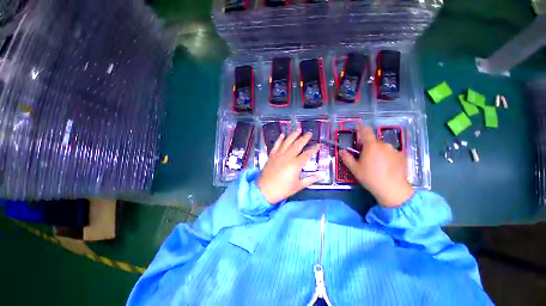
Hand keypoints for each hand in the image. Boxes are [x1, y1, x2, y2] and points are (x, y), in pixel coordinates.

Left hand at [258, 129, 320, 203]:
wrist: (265, 190)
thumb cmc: (282, 189)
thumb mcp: (298, 186)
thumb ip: (309, 180)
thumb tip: (320, 176)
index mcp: (295, 164)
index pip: (307, 154)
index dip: (313, 149)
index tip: (318, 145)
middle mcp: (287, 157)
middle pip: (297, 145)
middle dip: (304, 138)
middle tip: (309, 133)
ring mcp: (278, 155)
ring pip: (287, 142)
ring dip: (293, 135)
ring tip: (298, 129)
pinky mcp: (272, 156)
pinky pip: (276, 145)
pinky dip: (279, 139)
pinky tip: (282, 134)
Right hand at [340, 126, 413, 207]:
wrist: (393, 189)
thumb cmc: (370, 178)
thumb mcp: (355, 169)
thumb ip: (347, 158)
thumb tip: (341, 151)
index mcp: (371, 146)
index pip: (366, 131)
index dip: (361, 128)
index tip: (357, 127)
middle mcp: (384, 145)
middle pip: (374, 142)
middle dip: (368, 146)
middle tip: (365, 157)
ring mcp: (395, 150)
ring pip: (383, 147)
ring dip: (378, 152)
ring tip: (377, 164)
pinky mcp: (403, 157)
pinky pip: (391, 153)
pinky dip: (387, 156)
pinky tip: (386, 166)